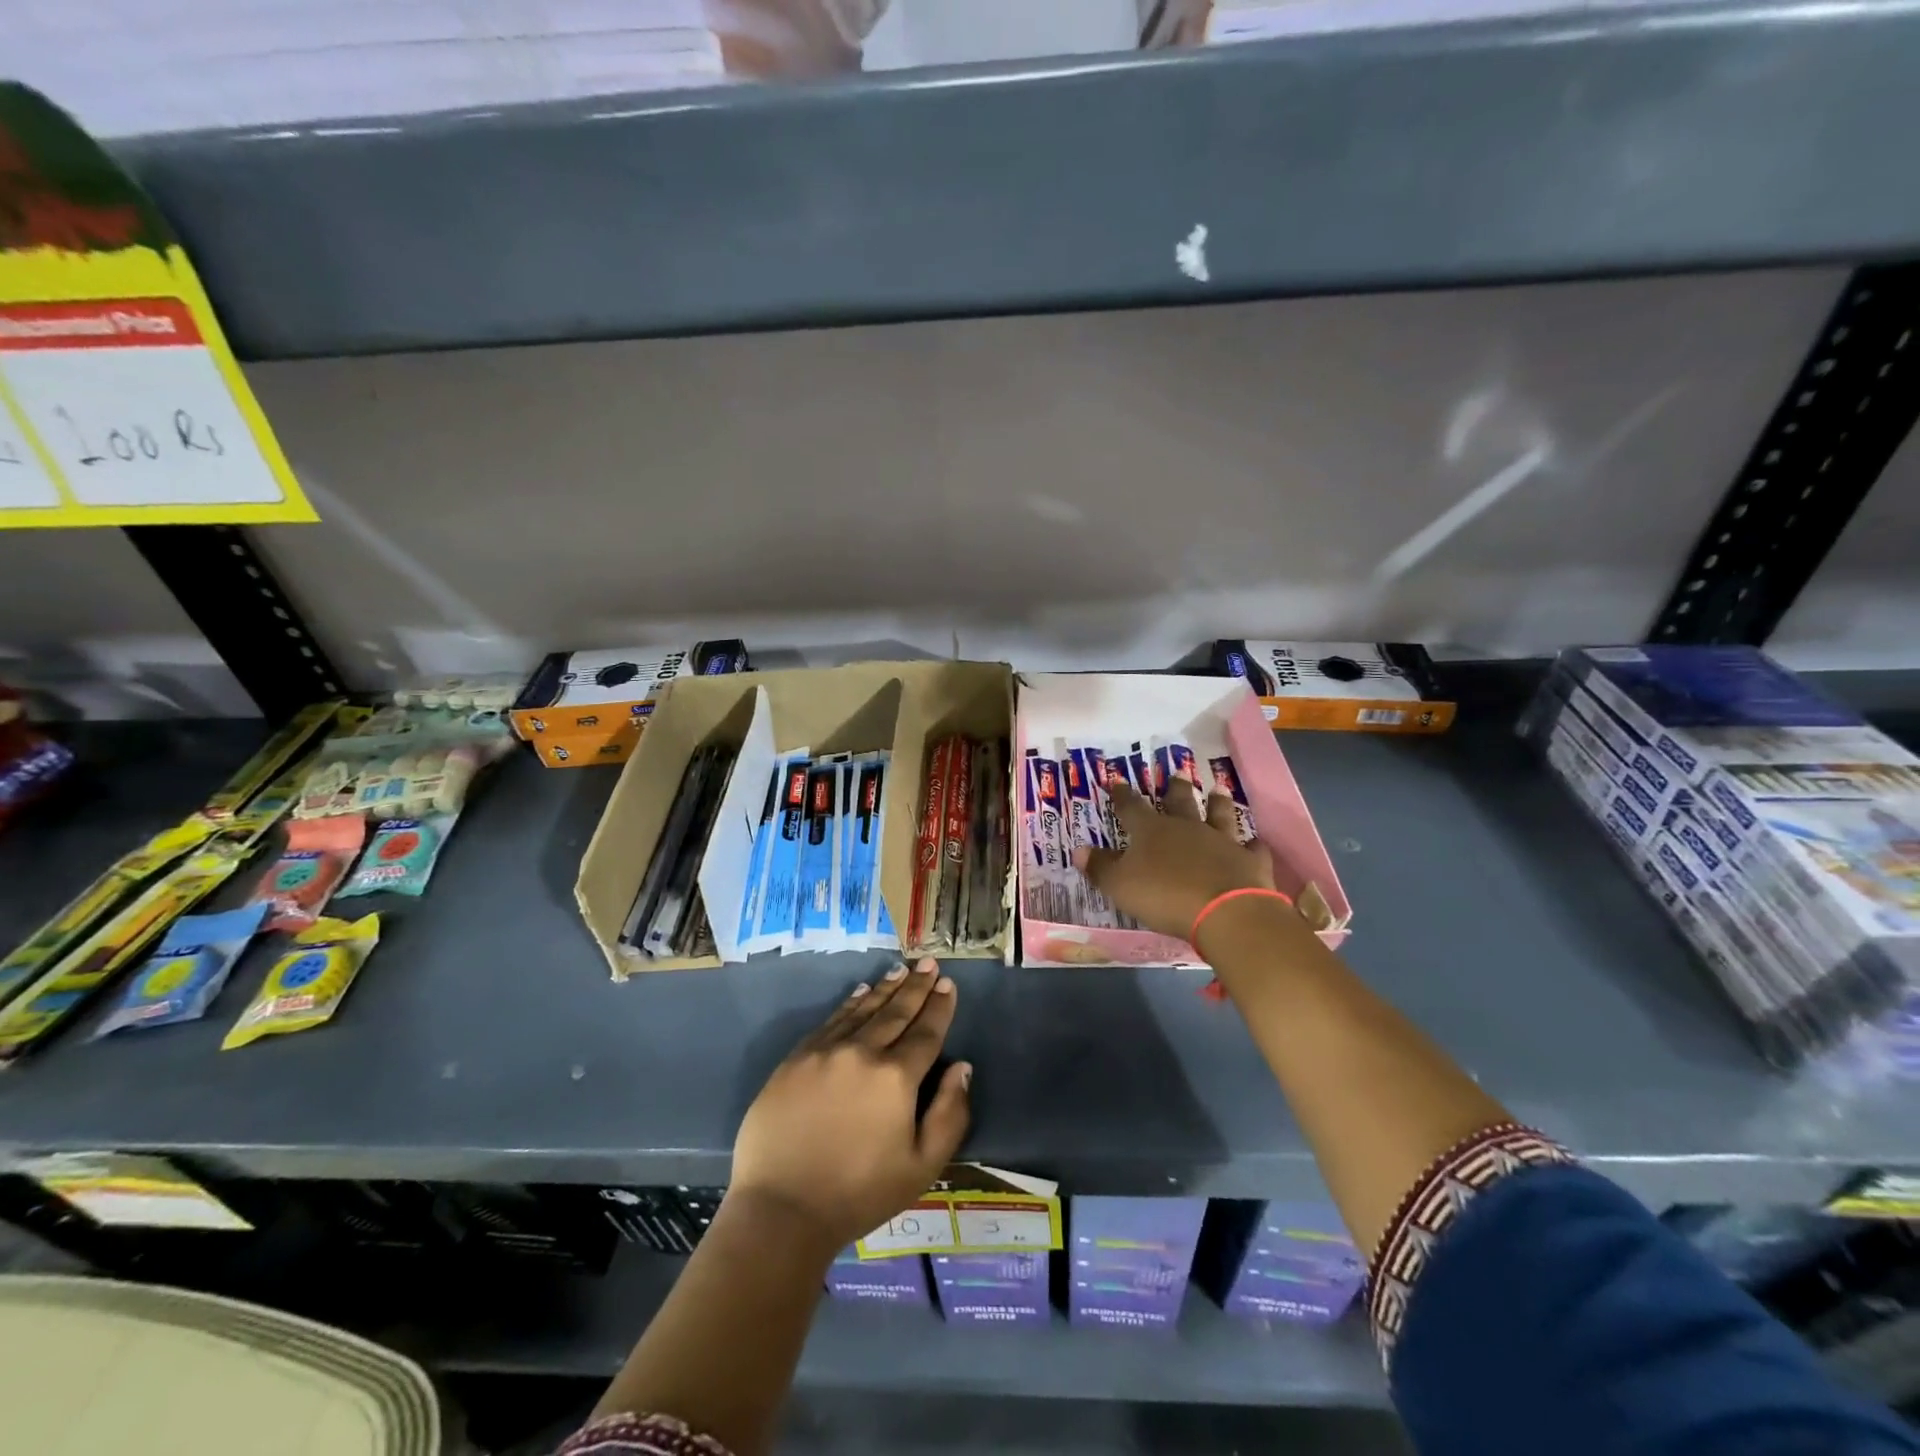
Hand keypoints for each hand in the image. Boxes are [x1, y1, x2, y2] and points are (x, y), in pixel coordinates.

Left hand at [729, 958, 970, 1250]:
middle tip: (928, 963)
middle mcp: (862, 1052)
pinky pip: (831, 1020)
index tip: (948, 983)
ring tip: (900, 970)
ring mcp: (825, 1051)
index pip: (926, 1033)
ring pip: (863, 1010)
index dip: (939, 1007)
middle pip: (896, 1012)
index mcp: (896, 1078)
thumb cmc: (859, 1193)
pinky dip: (850, 1003)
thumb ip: (949, 1114)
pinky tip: (861, 992)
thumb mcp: (921, 1166)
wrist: (781, 1209)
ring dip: (885, 988)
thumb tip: (962, 1067)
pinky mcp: (796, 1058)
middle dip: (916, 986)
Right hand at [1074, 778, 1275, 938]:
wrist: (1225, 911)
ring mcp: (1222, 841)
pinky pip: (1252, 847)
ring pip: (1219, 815)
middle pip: (1180, 802)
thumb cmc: (1164, 896)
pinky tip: (1255, 841)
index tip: (1118, 781)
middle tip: (1177, 772)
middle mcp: (1187, 828)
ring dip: (1218, 803)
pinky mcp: (1249, 861)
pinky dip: (1252, 844)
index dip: (1123, 795)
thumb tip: (1078, 850)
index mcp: (1151, 831)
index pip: (1132, 807)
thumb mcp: (1120, 885)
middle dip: (1175, 788)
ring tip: (1218, 790)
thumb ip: (1100, 868)